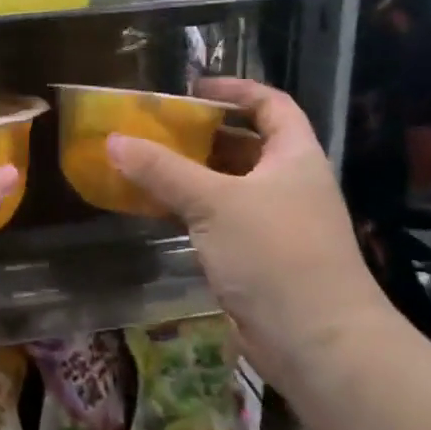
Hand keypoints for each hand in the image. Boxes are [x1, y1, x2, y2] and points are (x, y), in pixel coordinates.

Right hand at [106, 78, 385, 387]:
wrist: (316, 341)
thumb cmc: (274, 253)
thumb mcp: (214, 202)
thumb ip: (162, 170)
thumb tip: (114, 140)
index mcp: (294, 156)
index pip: (271, 105)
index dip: (235, 89)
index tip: (192, 88)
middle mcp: (288, 183)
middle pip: (245, 144)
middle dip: (201, 134)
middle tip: (155, 128)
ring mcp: (275, 222)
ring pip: (228, 185)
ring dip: (190, 174)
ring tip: (144, 163)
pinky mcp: (258, 256)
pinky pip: (218, 220)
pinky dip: (189, 210)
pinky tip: (154, 210)